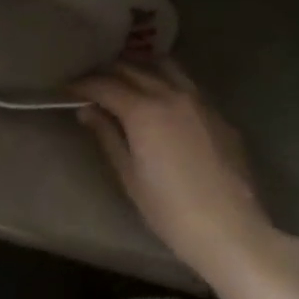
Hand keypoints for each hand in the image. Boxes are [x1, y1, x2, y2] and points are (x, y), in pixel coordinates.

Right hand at [73, 61, 276, 280]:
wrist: (231, 230)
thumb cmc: (170, 210)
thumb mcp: (129, 176)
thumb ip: (107, 136)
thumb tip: (87, 110)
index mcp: (144, 111)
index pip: (105, 85)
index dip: (83, 85)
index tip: (68, 89)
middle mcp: (171, 95)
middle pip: (133, 69)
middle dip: (108, 73)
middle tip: (92, 85)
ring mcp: (200, 102)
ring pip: (165, 68)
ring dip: (141, 69)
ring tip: (127, 82)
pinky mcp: (219, 115)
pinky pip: (187, 87)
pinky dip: (167, 84)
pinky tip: (162, 103)